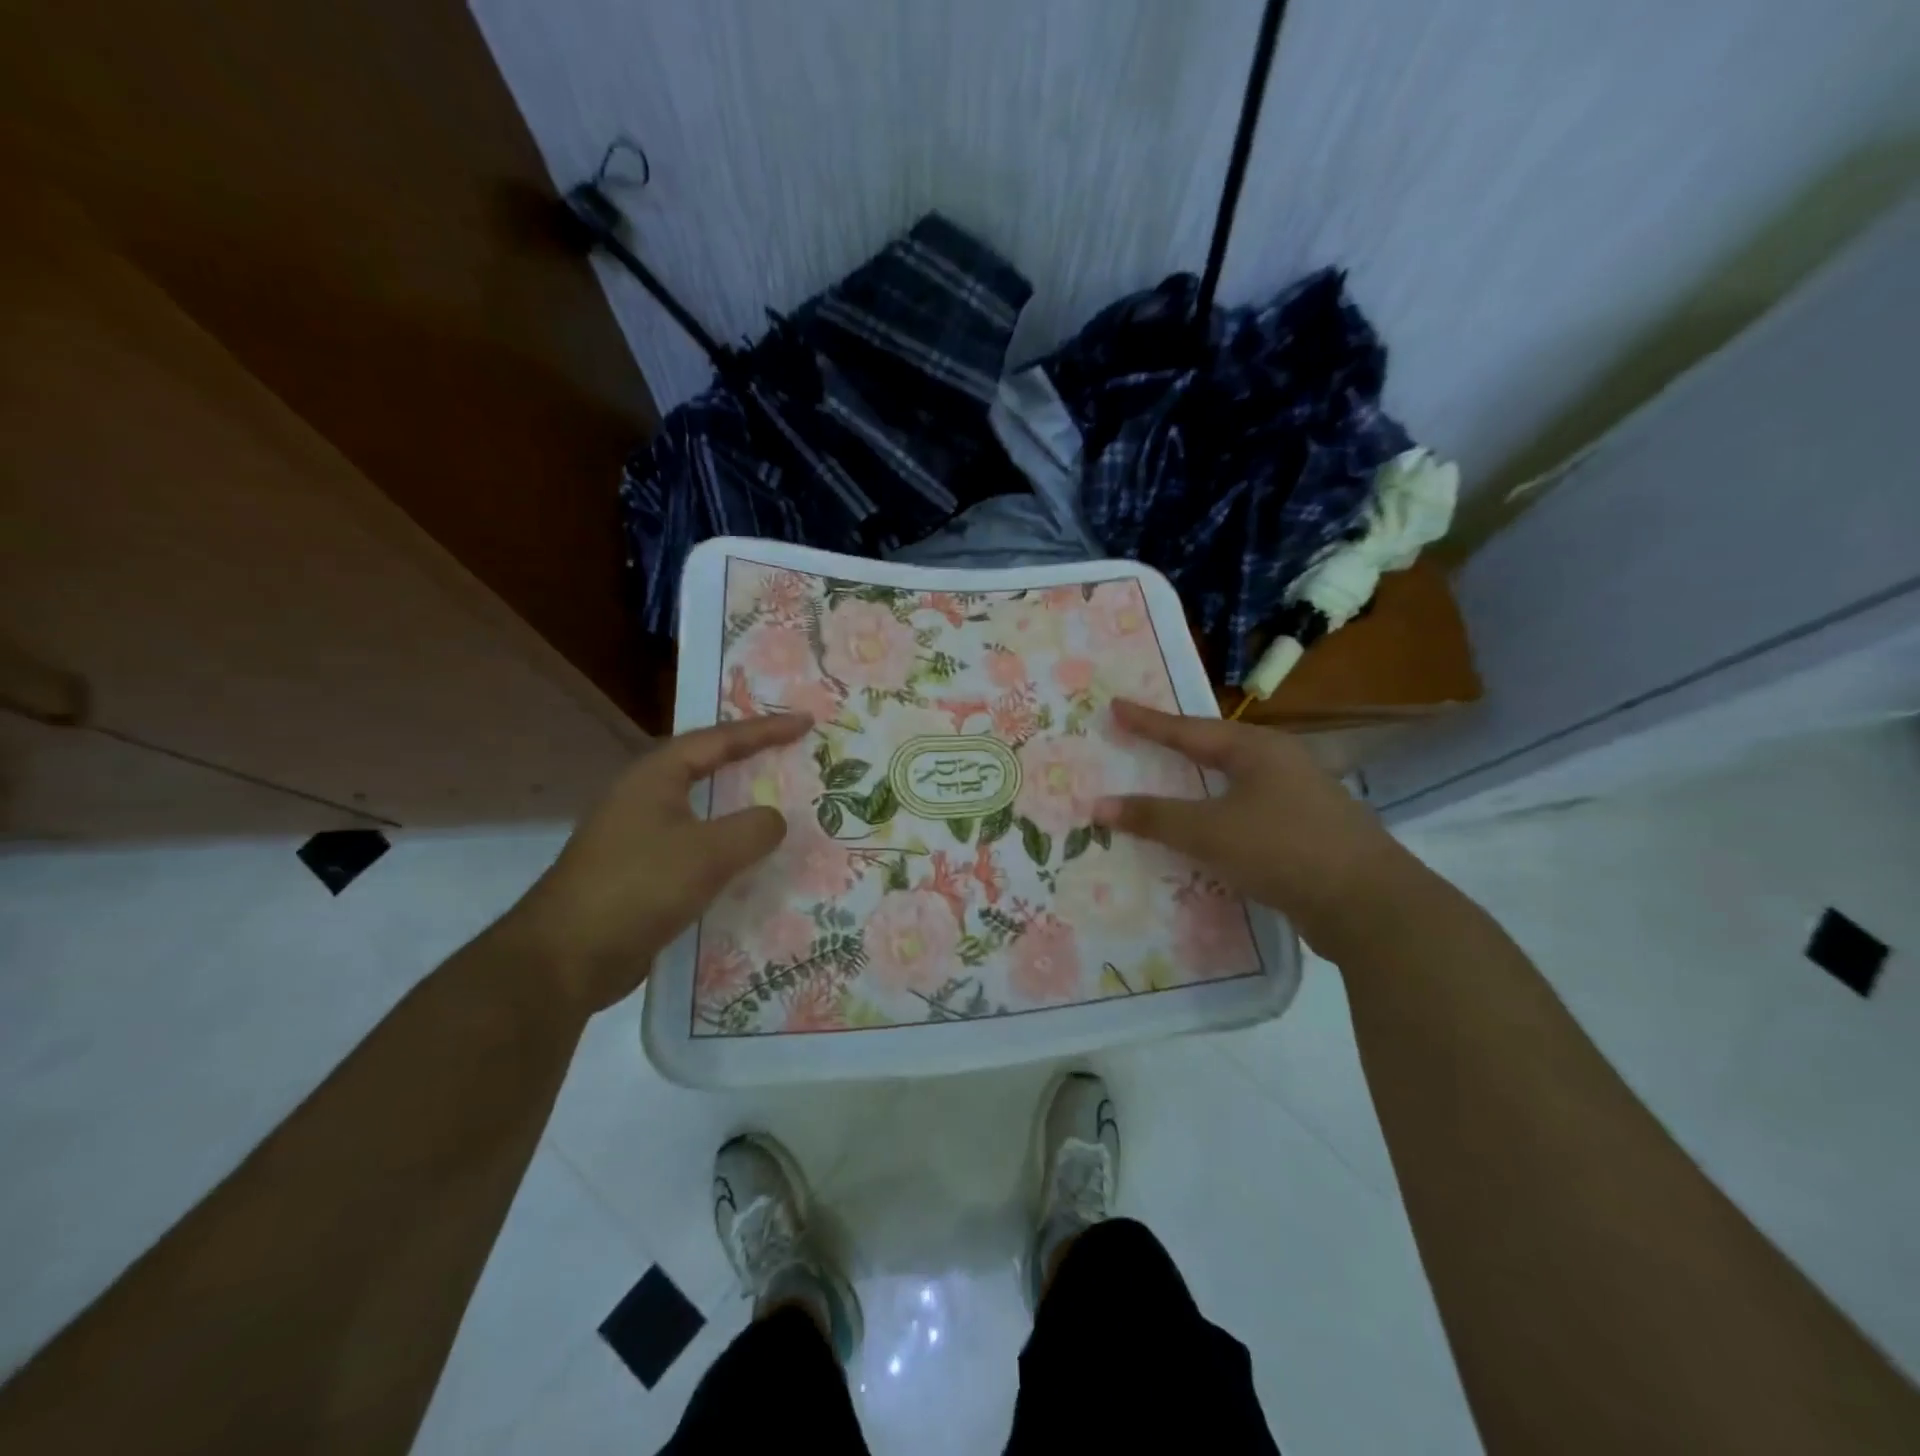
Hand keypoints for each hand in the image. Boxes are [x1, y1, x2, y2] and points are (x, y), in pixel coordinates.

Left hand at [507, 713, 812, 1012]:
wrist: (565, 959)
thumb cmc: (638, 888)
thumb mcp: (708, 853)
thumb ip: (754, 829)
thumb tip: (774, 820)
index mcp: (656, 775)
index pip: (721, 739)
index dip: (766, 729)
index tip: (807, 722)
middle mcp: (645, 796)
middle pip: (708, 766)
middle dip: (750, 758)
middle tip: (791, 752)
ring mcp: (639, 835)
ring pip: (703, 809)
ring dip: (740, 806)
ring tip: (780, 802)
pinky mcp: (641, 872)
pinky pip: (696, 846)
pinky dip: (726, 846)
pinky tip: (750, 862)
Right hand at [1093, 699, 1412, 948]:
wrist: (1369, 905)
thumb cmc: (1282, 849)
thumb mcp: (1209, 831)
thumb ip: (1154, 817)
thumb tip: (1097, 805)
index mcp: (1257, 749)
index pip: (1188, 729)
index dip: (1148, 721)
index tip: (1115, 706)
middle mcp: (1280, 764)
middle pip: (1215, 750)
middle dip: (1177, 747)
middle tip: (1140, 740)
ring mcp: (1299, 798)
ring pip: (1234, 785)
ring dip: (1198, 787)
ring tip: (1169, 783)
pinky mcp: (1306, 833)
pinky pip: (1247, 814)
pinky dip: (1218, 818)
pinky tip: (1207, 833)